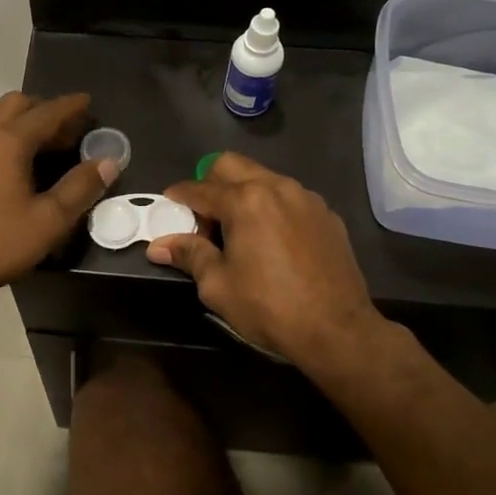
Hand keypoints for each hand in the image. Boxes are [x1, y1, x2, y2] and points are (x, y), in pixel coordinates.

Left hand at [0, 92, 118, 302]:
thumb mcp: (50, 221)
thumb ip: (81, 187)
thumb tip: (108, 161)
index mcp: (8, 140)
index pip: (47, 112)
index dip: (71, 106)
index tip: (87, 102)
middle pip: (15, 103)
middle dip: (42, 109)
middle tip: (63, 130)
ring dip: (14, 116)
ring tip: (32, 137)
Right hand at [145, 153, 394, 373]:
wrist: (337, 329)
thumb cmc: (269, 307)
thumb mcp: (218, 285)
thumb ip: (189, 255)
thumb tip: (158, 246)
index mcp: (245, 201)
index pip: (199, 188)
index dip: (178, 197)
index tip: (167, 207)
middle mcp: (276, 187)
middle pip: (231, 165)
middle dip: (210, 183)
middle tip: (203, 216)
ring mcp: (306, 198)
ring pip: (263, 178)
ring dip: (243, 193)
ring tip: (238, 229)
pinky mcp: (327, 214)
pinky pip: (290, 198)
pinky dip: (272, 207)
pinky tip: (272, 240)